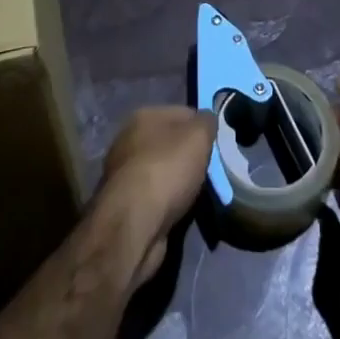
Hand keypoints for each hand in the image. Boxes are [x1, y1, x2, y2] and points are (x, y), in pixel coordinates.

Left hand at [93, 107, 214, 290]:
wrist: (133, 225)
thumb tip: (207, 119)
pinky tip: (179, 211)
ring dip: (177, 182)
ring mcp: (123, 173)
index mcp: (144, 115)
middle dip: (189, 156)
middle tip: (209, 172)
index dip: (202, 128)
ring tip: (196, 195)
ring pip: (162, 171)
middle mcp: (128, 139)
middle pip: (170, 143)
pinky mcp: (123, 204)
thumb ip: (206, 122)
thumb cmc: (167, 170)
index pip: (183, 113)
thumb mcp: (198, 136)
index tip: (216, 146)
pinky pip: (154, 196)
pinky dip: (166, 203)